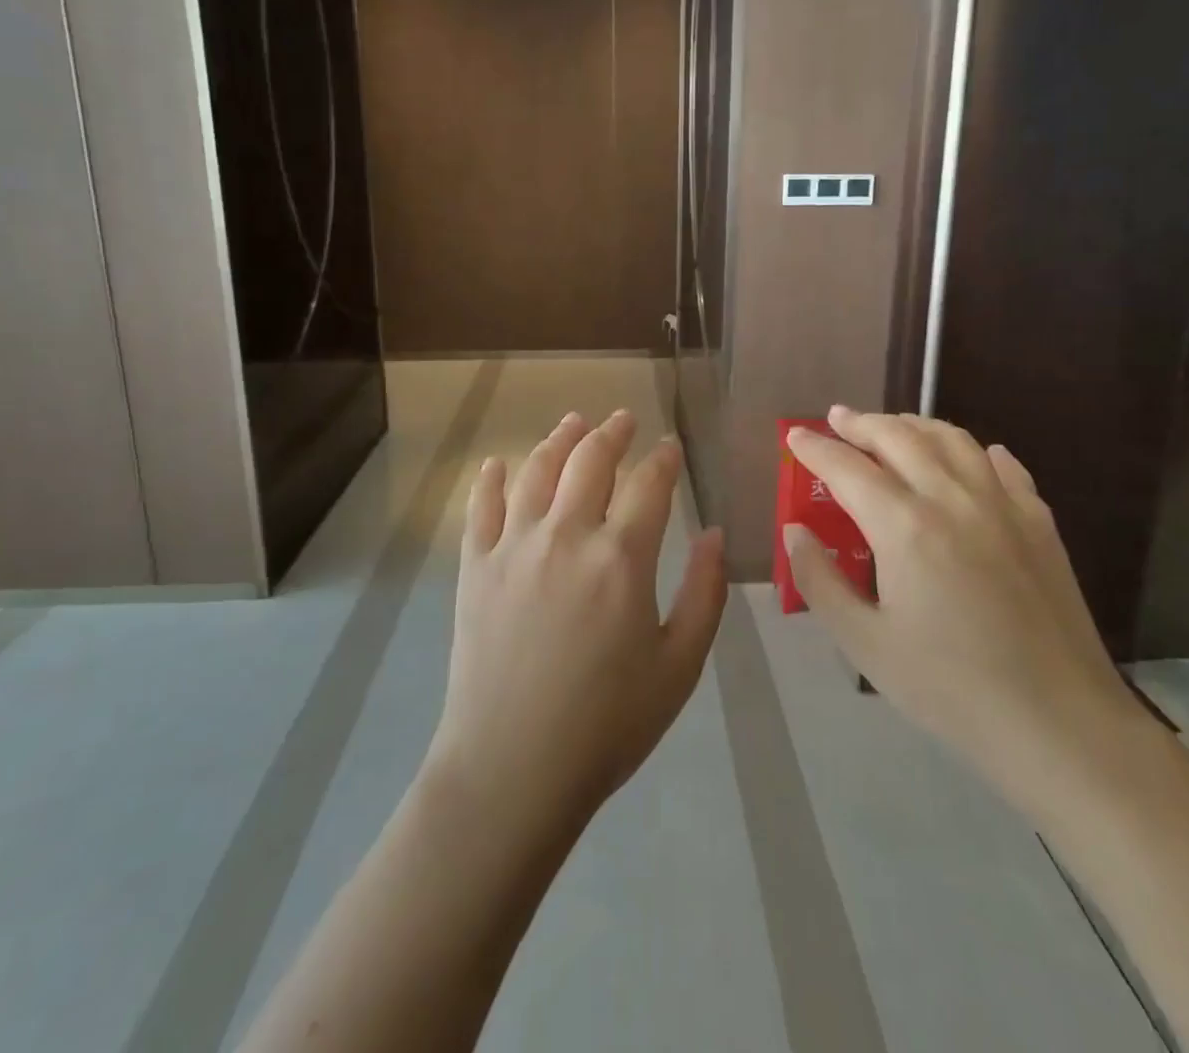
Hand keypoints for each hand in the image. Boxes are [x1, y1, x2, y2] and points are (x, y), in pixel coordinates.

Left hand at [425, 411, 727, 834]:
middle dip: (612, 433)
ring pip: (537, 470)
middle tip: (623, 419)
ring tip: (573, 422)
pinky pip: (480, 507)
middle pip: (591, 460)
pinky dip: (490, 479)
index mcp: (622, 557)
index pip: (649, 484)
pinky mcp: (474, 567)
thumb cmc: (607, 724)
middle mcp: (567, 535)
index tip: (670, 448)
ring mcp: (514, 547)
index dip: (663, 459)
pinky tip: (497, 464)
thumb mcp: (679, 666)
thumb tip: (714, 534)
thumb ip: (704, 594)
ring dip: (559, 439)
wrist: (511, 770)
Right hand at [784, 408, 1140, 807]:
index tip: (795, 435)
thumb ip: (820, 580)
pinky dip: (973, 450)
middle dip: (861, 423)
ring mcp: (1002, 505)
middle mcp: (952, 498)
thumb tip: (795, 530)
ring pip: (951, 438)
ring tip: (891, 428)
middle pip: (899, 437)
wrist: (1060, 724)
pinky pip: (1002, 464)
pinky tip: (968, 459)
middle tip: (837, 419)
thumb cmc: (950, 688)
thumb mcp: (865, 644)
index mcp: (904, 526)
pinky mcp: (1039, 522)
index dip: (815, 448)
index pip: (847, 468)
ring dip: (913, 425)